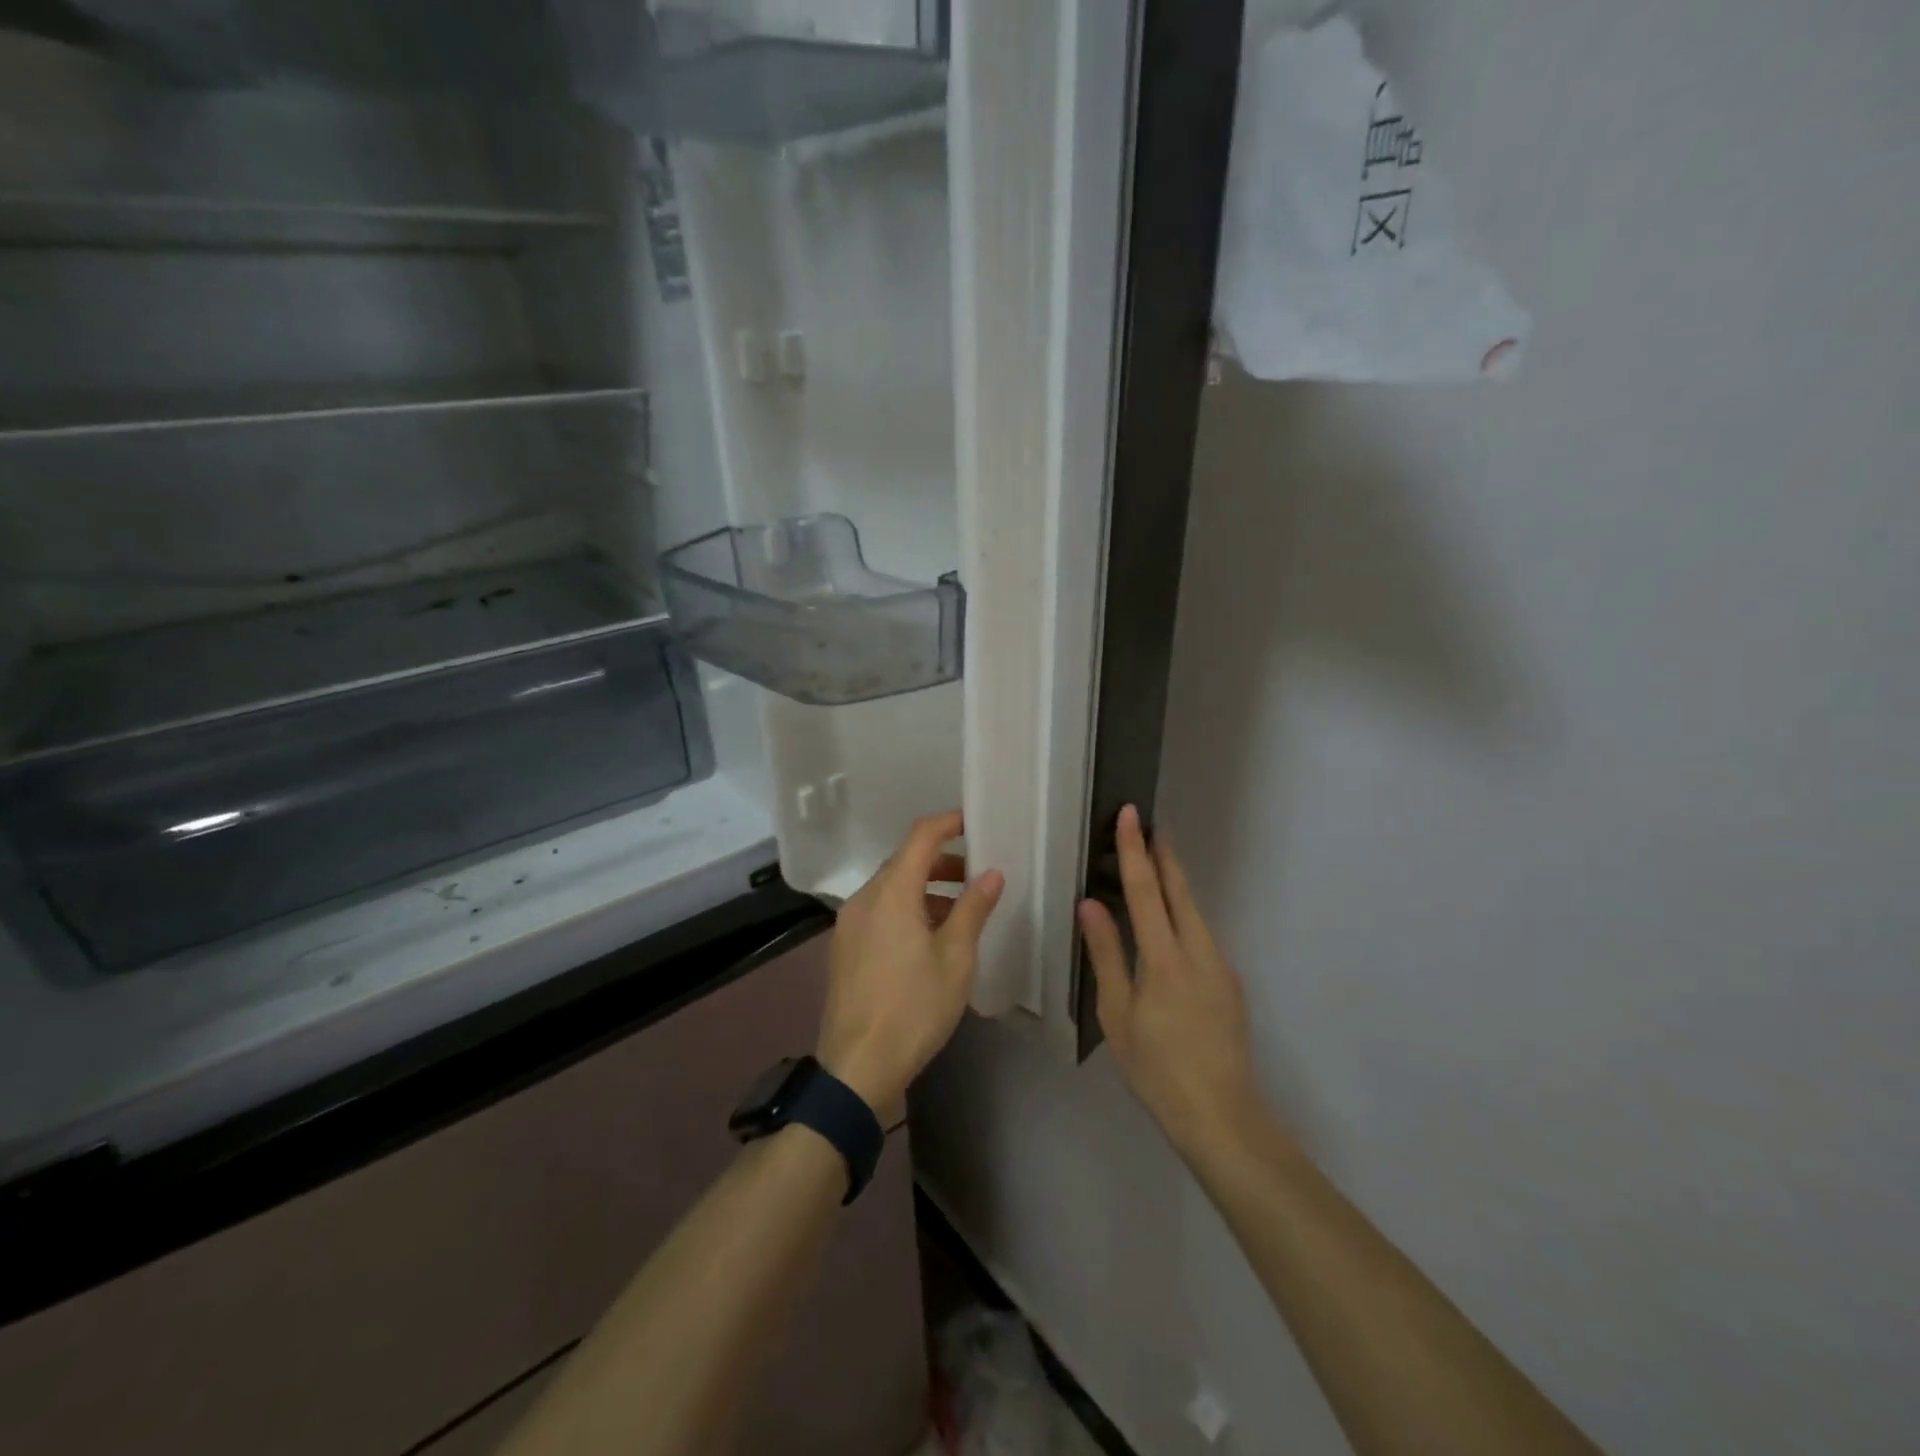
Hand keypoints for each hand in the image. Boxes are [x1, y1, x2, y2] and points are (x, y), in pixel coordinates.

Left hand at [816, 810, 1004, 1116]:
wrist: (857, 1068)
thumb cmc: (914, 1008)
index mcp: (891, 893)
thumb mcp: (955, 958)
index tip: (974, 824)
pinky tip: (927, 940)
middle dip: (941, 862)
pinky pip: (878, 912)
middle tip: (975, 878)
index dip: (948, 823)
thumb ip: (973, 909)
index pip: (920, 837)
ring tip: (958, 914)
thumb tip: (991, 873)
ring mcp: (849, 925)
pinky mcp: (844, 949)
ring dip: (924, 889)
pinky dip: (905, 910)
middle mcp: (864, 899)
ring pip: (890, 889)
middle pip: (904, 862)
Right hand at [1079, 805, 1272, 1160]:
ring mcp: (1220, 966)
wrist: (1223, 1117)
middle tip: (1150, 824)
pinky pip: (1202, 934)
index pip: (1147, 891)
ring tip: (1156, 862)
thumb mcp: (1117, 1016)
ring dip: (1175, 883)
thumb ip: (1106, 955)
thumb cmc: (1157, 1070)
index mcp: (1165, 959)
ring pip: (1195, 911)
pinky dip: (1184, 913)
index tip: (1131, 815)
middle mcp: (1199, 951)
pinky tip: (1171, 921)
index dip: (1136, 850)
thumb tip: (1090, 904)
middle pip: (1180, 891)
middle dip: (1165, 855)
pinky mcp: (1230, 983)